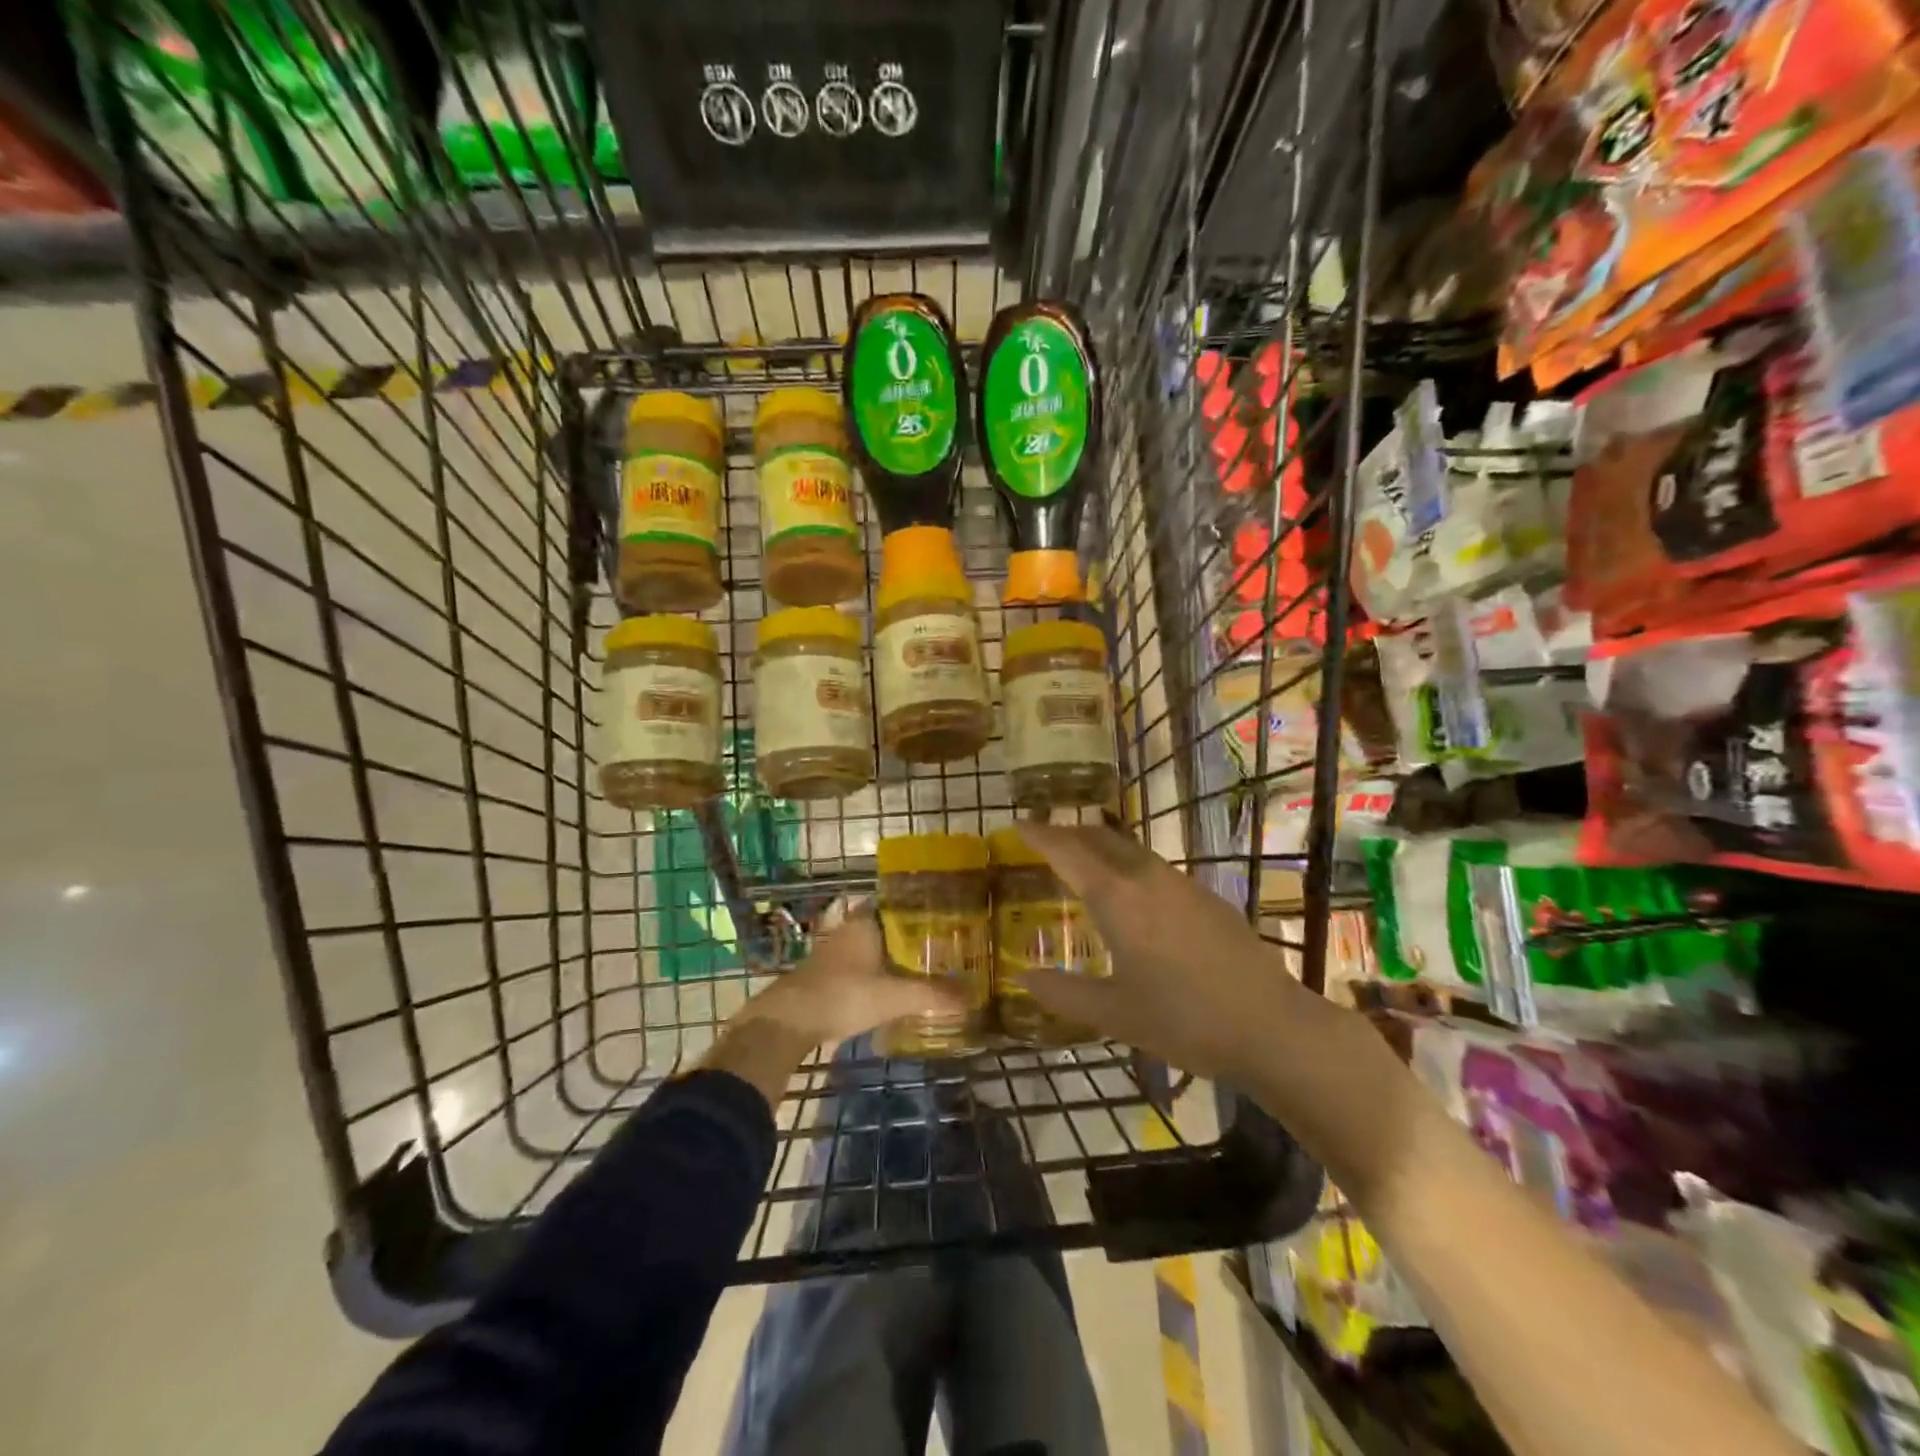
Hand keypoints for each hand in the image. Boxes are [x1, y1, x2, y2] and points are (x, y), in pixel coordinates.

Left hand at [734, 901, 962, 1050]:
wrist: (788, 1022)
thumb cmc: (843, 995)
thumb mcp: (893, 997)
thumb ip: (931, 995)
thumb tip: (972, 997)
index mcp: (864, 924)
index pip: (893, 903)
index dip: (915, 907)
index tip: (940, 914)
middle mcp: (847, 931)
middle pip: (882, 926)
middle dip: (906, 935)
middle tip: (938, 945)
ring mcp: (832, 955)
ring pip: (868, 948)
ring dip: (888, 956)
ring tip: (919, 967)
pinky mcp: (824, 978)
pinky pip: (857, 968)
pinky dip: (874, 974)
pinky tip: (888, 989)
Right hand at [1012, 823, 1323, 1083]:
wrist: (1270, 1026)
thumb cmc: (1183, 1020)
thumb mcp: (1114, 1014)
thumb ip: (1063, 993)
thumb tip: (1024, 979)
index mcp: (1117, 898)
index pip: (1067, 852)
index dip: (1040, 836)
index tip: (1017, 824)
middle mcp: (1147, 878)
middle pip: (1100, 838)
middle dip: (1069, 832)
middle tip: (1045, 837)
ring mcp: (1182, 884)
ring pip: (1131, 850)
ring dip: (1102, 847)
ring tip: (1084, 861)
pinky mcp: (1208, 898)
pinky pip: (1156, 869)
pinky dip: (1129, 867)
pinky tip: (1135, 896)